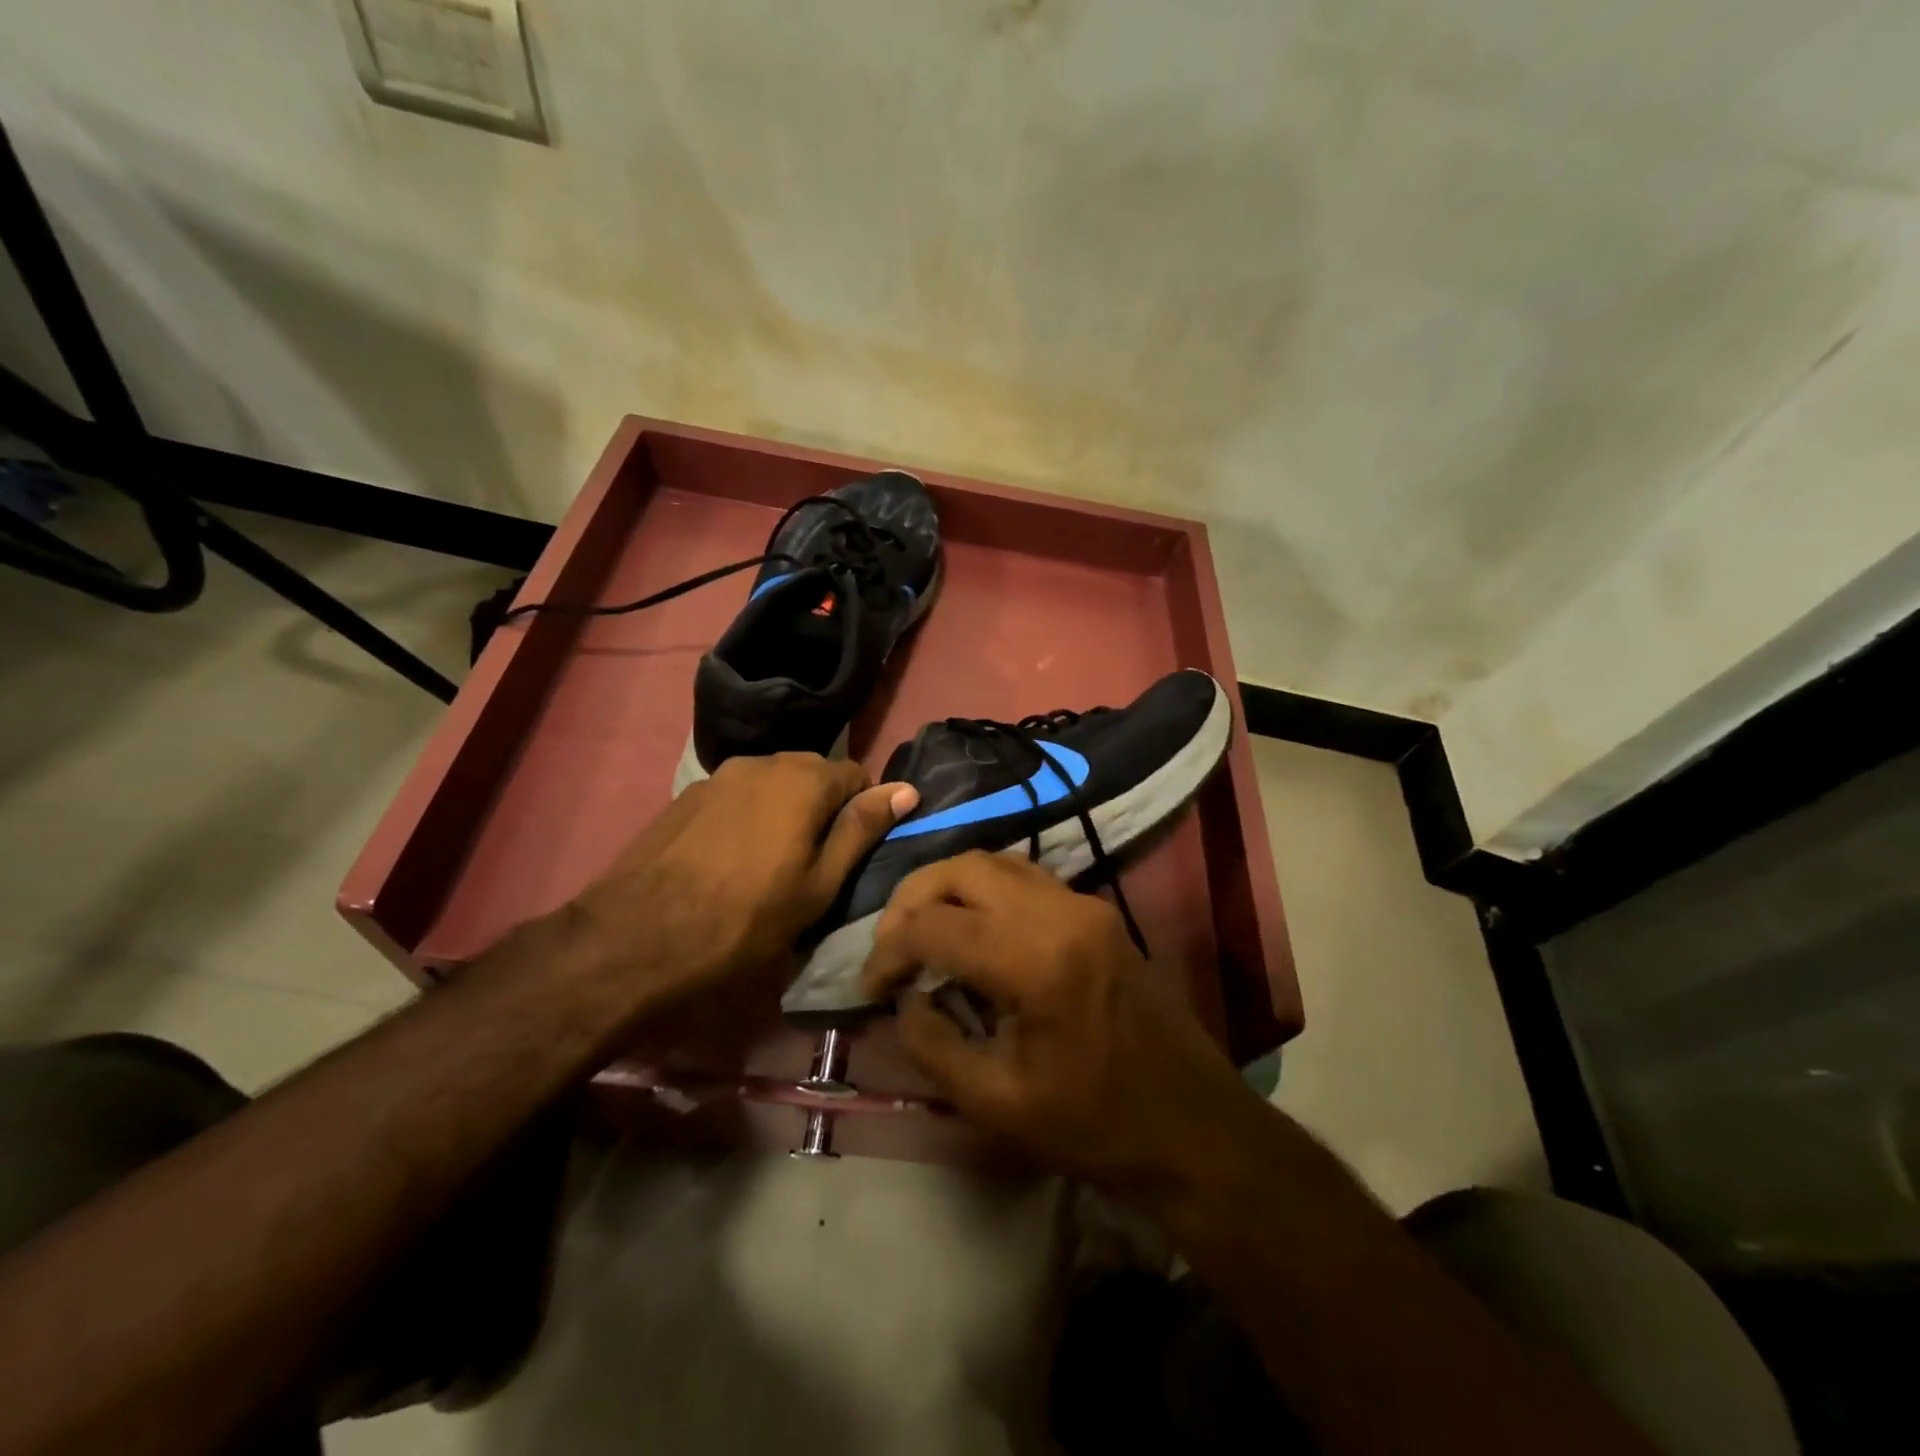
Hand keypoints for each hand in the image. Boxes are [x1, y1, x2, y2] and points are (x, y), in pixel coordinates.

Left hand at [568, 753, 916, 1019]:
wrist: (638, 935)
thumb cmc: (746, 918)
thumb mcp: (819, 885)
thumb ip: (862, 829)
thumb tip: (906, 789)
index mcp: (803, 779)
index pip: (856, 775)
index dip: (864, 810)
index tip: (854, 851)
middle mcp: (762, 762)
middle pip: (812, 774)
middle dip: (823, 807)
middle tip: (816, 860)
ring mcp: (719, 775)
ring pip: (772, 783)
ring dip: (784, 810)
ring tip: (772, 860)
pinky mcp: (687, 795)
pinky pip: (737, 795)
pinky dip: (748, 815)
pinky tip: (732, 857)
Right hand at [859, 852, 1263, 1200]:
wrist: (1193, 1126)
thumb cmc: (1095, 1126)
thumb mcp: (996, 1102)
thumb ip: (933, 1045)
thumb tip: (905, 999)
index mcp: (1035, 959)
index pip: (935, 925)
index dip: (888, 952)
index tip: (869, 988)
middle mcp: (1059, 912)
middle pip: (962, 869)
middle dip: (912, 898)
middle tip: (889, 944)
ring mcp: (1083, 904)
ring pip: (994, 862)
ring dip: (948, 887)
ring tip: (921, 931)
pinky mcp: (1095, 911)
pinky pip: (1024, 877)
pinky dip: (983, 890)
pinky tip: (971, 929)